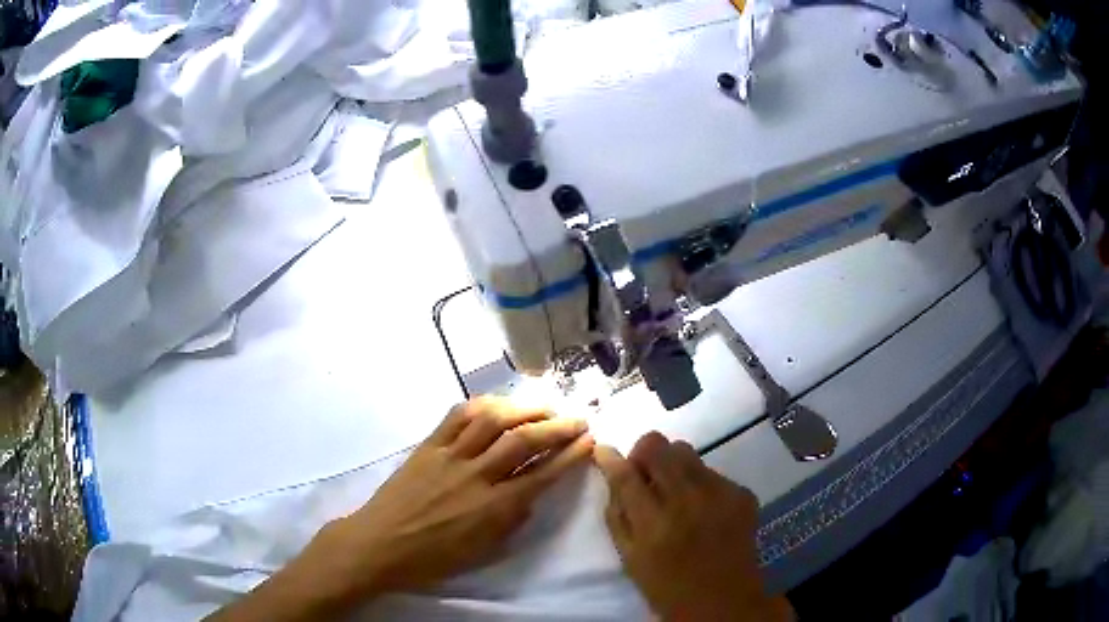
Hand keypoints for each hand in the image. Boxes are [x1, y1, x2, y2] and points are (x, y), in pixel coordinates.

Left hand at [304, 397, 594, 600]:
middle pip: (523, 440)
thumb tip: (530, 493)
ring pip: (492, 420)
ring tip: (544, 406)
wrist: (380, 544)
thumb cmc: (433, 558)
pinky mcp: (428, 445)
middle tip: (578, 419)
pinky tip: (498, 403)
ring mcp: (450, 456)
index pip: (542, 475)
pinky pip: (457, 416)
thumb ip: (512, 520)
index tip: (589, 441)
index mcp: (494, 509)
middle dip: (557, 426)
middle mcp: (476, 476)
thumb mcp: (483, 551)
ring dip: (524, 408)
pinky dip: (482, 405)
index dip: (570, 455)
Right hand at [594, 433, 792, 621]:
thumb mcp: (630, 558)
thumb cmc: (667, 586)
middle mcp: (687, 500)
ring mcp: (720, 493)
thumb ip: (617, 515)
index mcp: (653, 523)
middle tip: (644, 475)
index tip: (603, 450)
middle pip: (659, 447)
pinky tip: (702, 508)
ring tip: (675, 492)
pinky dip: (700, 483)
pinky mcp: (742, 493)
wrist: (724, 601)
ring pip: (687, 452)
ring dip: (673, 466)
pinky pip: (712, 472)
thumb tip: (611, 474)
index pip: (626, 474)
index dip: (610, 457)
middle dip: (644, 454)